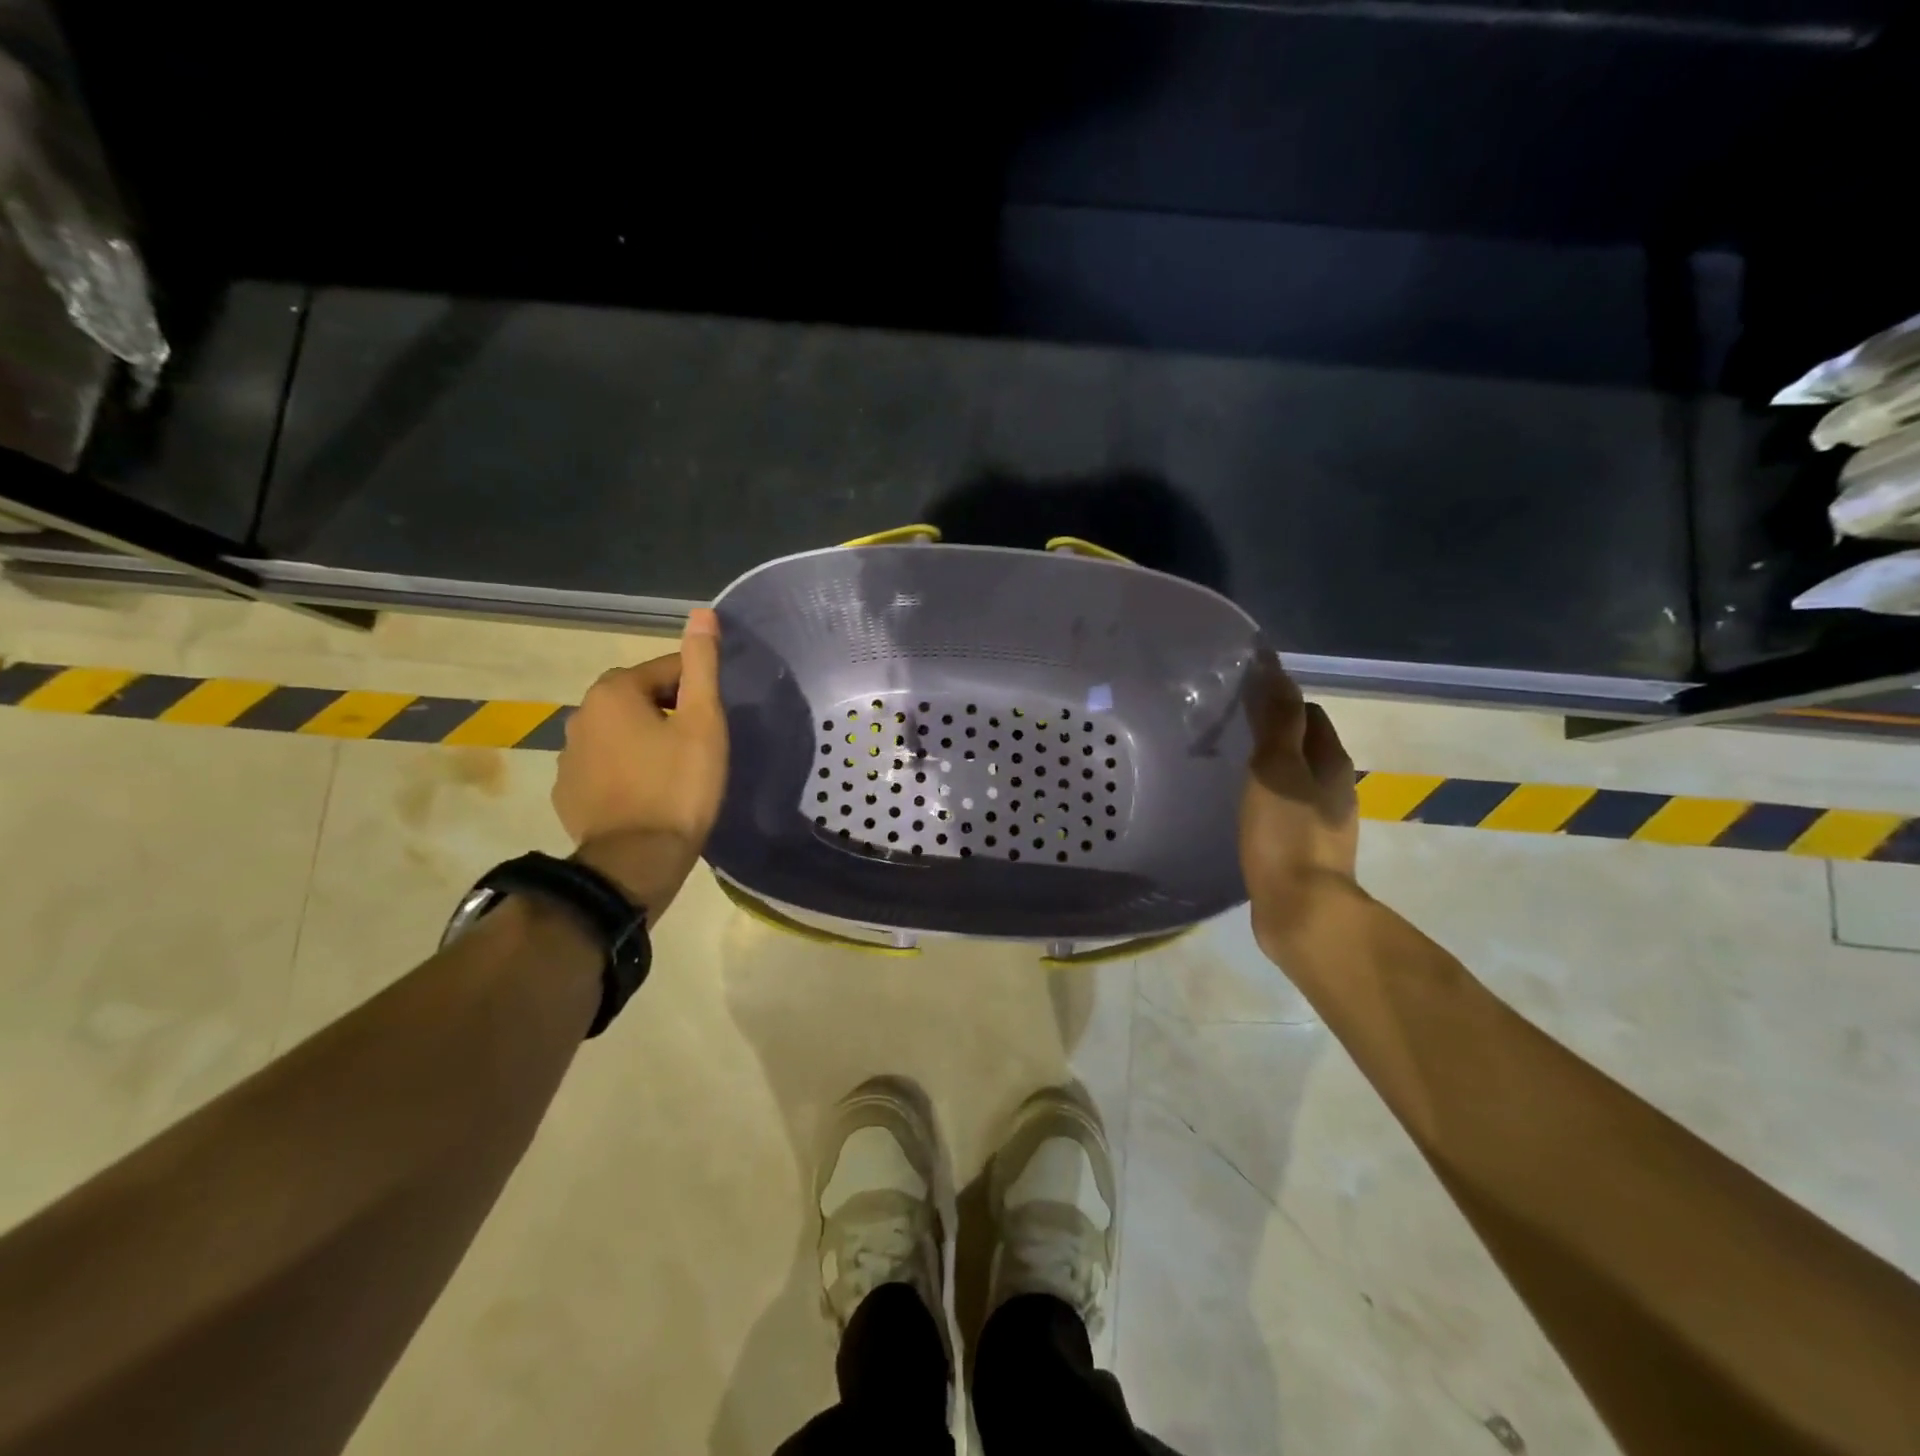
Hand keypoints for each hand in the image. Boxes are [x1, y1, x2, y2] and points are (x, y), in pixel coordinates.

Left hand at [553, 610, 728, 911]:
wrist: (636, 860)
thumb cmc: (679, 785)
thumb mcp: (703, 722)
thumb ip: (701, 665)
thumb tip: (702, 613)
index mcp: (613, 691)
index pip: (666, 670)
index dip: (696, 690)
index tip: (715, 720)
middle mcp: (581, 714)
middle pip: (638, 698)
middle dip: (667, 712)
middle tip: (699, 745)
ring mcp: (568, 756)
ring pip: (619, 733)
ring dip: (643, 740)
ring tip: (674, 772)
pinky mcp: (567, 791)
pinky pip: (603, 765)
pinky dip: (624, 770)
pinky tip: (647, 794)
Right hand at [1238, 650, 1360, 959]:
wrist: (1301, 910)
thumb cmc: (1286, 833)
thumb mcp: (1277, 767)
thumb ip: (1277, 720)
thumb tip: (1275, 668)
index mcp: (1331, 762)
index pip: (1308, 713)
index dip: (1280, 700)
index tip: (1242, 699)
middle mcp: (1334, 788)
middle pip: (1305, 745)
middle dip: (1274, 733)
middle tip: (1228, 731)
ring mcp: (1322, 822)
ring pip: (1294, 779)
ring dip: (1269, 768)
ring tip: (1228, 768)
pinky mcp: (1305, 850)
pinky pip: (1285, 810)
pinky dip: (1266, 799)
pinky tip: (1241, 809)